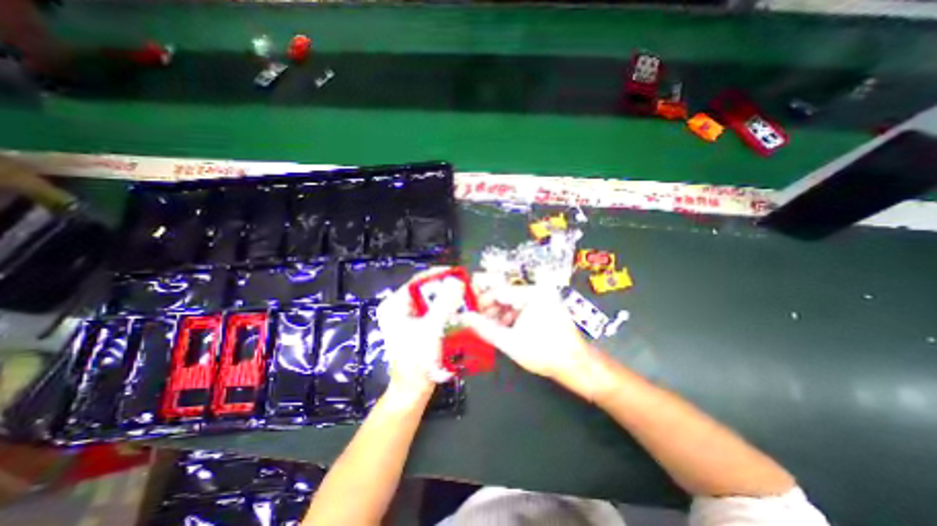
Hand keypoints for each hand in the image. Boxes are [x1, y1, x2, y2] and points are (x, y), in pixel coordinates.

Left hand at [377, 270, 463, 401]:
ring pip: (432, 300)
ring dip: (449, 298)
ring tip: (466, 296)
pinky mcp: (418, 326)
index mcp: (394, 305)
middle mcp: (399, 308)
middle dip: (446, 288)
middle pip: (426, 290)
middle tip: (465, 286)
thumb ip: (444, 304)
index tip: (458, 273)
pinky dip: (447, 309)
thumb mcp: (431, 329)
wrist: (413, 390)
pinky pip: (434, 311)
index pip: (417, 281)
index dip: (438, 275)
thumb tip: (457, 281)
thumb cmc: (417, 360)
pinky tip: (460, 309)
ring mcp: (408, 317)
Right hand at [464, 276, 586, 380]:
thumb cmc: (542, 352)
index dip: (482, 303)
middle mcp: (538, 290)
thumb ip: (483, 328)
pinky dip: (512, 317)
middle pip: (506, 295)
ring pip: (513, 302)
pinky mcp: (546, 306)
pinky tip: (506, 329)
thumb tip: (465, 318)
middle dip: (491, 310)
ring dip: (500, 314)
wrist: (575, 364)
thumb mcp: (508, 341)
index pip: (498, 291)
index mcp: (531, 293)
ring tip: (492, 329)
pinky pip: (523, 307)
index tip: (471, 314)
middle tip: (480, 323)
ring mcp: (544, 298)